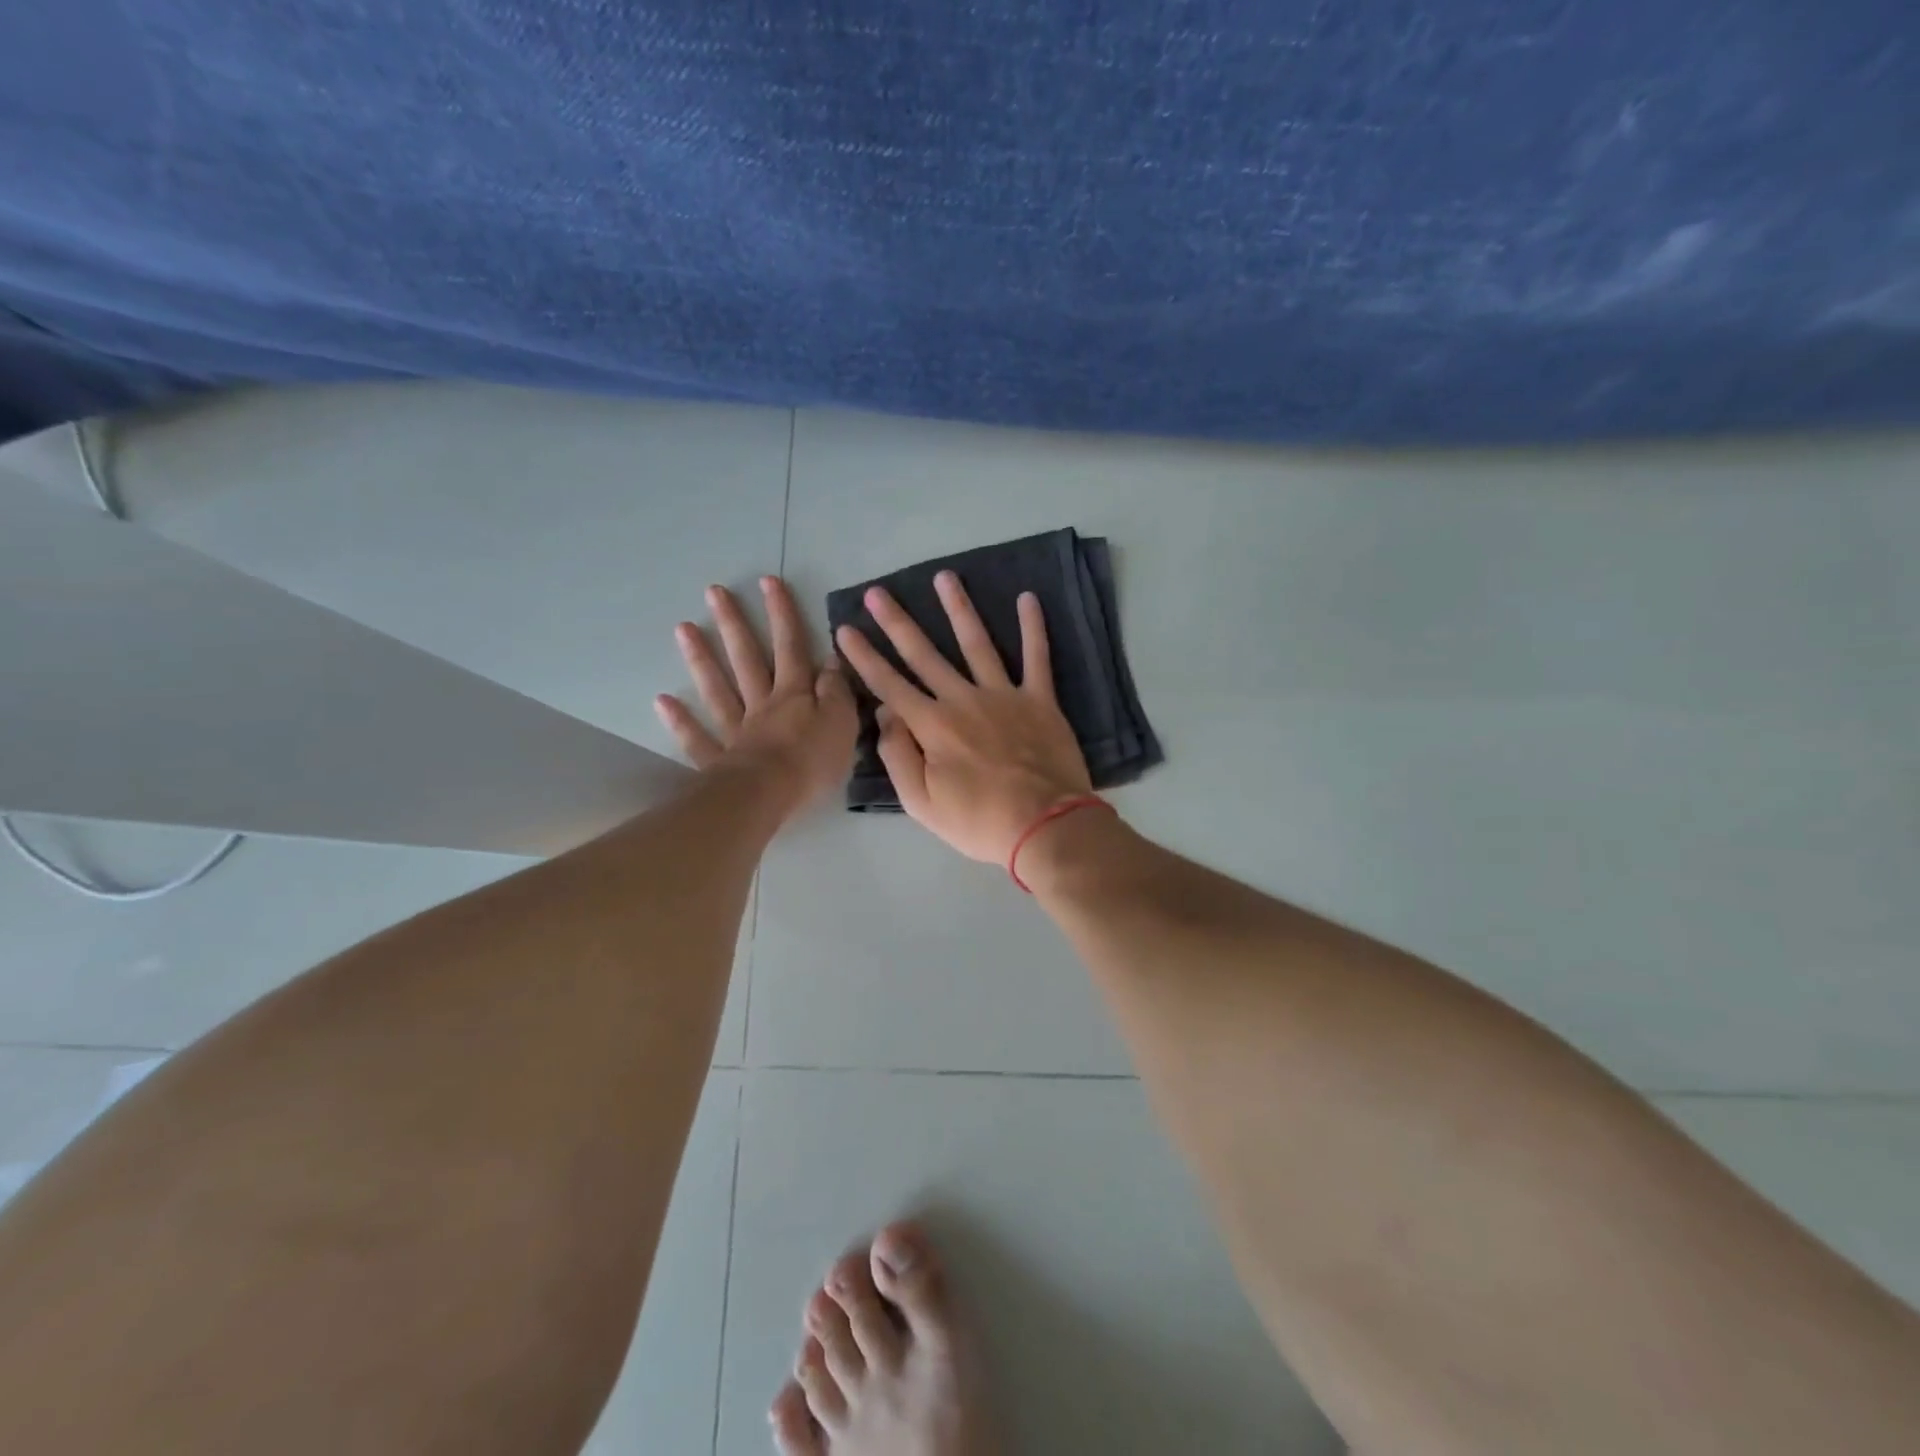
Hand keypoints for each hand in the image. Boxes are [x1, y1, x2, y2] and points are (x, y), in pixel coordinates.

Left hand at [655, 576, 856, 820]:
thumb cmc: (812, 761)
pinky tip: (662, 701)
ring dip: (701, 659)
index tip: (768, 581)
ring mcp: (735, 732)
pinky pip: (697, 738)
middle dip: (734, 624)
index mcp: (795, 695)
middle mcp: (762, 705)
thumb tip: (830, 659)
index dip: (782, 614)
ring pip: (717, 689)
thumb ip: (837, 690)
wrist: (770, 797)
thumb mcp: (843, 722)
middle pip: (746, 659)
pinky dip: (680, 720)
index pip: (791, 647)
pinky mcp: (718, 761)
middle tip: (713, 591)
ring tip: (682, 628)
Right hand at [834, 571, 1092, 863]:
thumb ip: (898, 756)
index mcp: (932, 726)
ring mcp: (1003, 695)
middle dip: (897, 622)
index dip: (864, 656)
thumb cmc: (978, 822)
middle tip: (877, 592)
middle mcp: (963, 699)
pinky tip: (1029, 598)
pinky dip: (1033, 627)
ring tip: (944, 577)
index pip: (889, 684)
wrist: (1045, 826)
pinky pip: (1037, 657)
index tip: (845, 629)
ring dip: (958, 608)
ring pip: (976, 642)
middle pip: (924, 654)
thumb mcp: (921, 803)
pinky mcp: (1040, 700)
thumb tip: (887, 714)